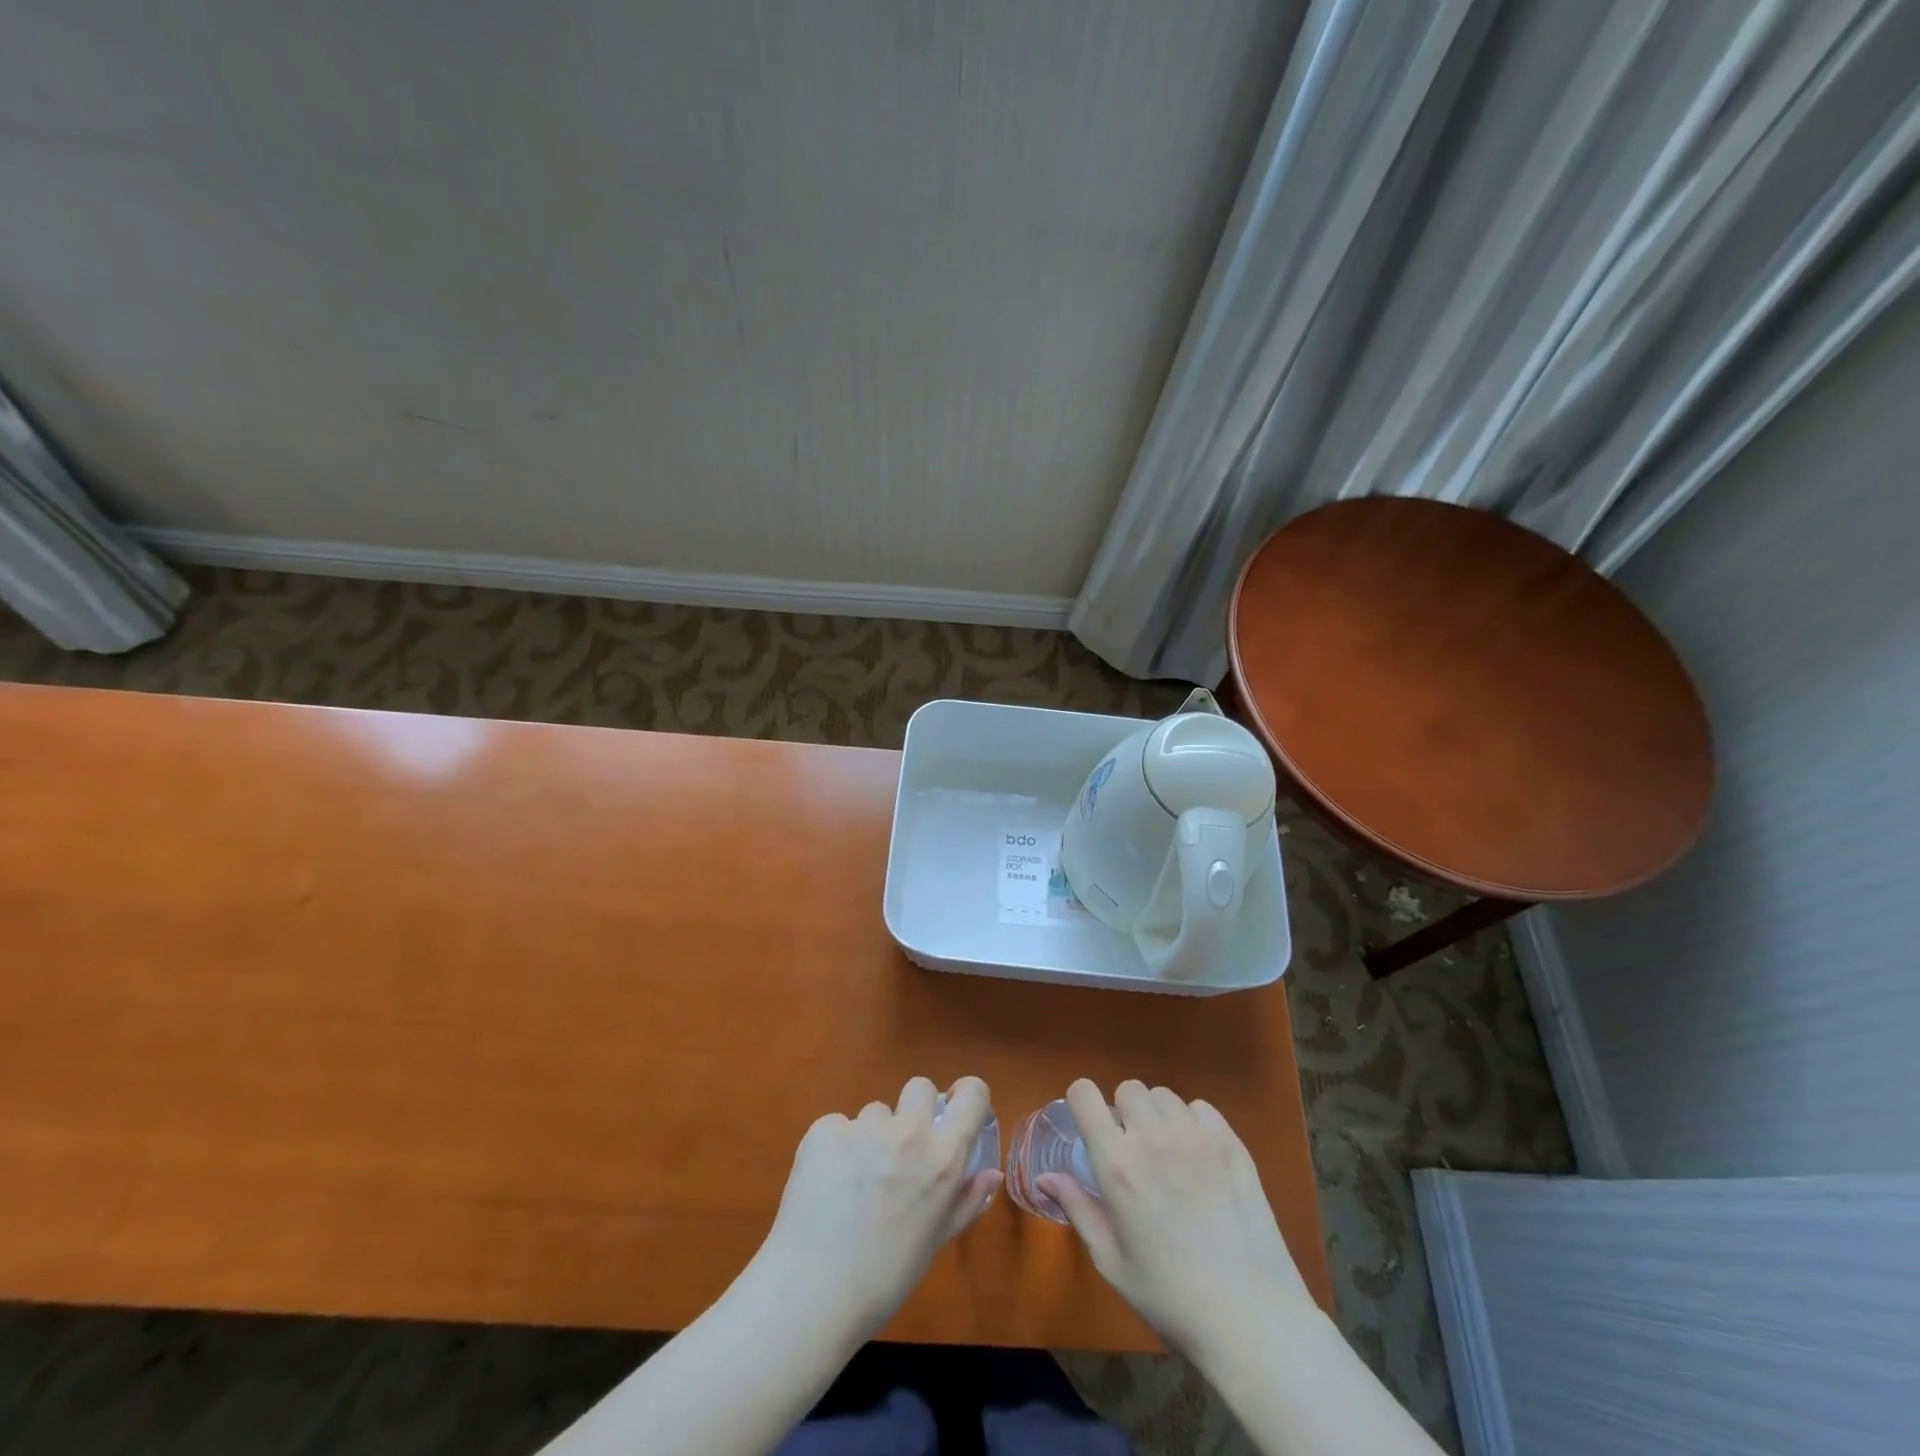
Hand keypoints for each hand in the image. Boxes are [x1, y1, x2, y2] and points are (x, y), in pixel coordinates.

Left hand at [756, 1075, 1000, 1339]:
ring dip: (870, 1136)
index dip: (966, 1095)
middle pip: (919, 1087)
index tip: (955, 1108)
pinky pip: (838, 1126)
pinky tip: (825, 1183)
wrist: (814, 1291)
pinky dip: (835, 1148)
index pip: (973, 1094)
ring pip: (875, 1112)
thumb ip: (966, 1201)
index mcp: (944, 1157)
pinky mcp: (826, 1129)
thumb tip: (992, 1173)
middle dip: (913, 1110)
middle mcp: (910, 1132)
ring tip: (853, 1181)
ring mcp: (865, 1126)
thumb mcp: (935, 1241)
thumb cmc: (886, 1278)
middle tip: (899, 1150)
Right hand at [1038, 1078, 1315, 1356]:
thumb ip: (1078, 1209)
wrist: (1252, 1321)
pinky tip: (1200, 1158)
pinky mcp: (1232, 1144)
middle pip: (1128, 1088)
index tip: (1089, 1127)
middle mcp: (1153, 1138)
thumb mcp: (1112, 1262)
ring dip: (1158, 1116)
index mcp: (1117, 1164)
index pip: (1084, 1093)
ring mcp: (1196, 1137)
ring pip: (1165, 1095)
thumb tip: (1044, 1177)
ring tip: (1168, 1153)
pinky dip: (1194, 1123)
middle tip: (1133, 1149)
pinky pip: (1202, 1108)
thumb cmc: (1171, 1298)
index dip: (1082, 1103)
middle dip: (1124, 1111)